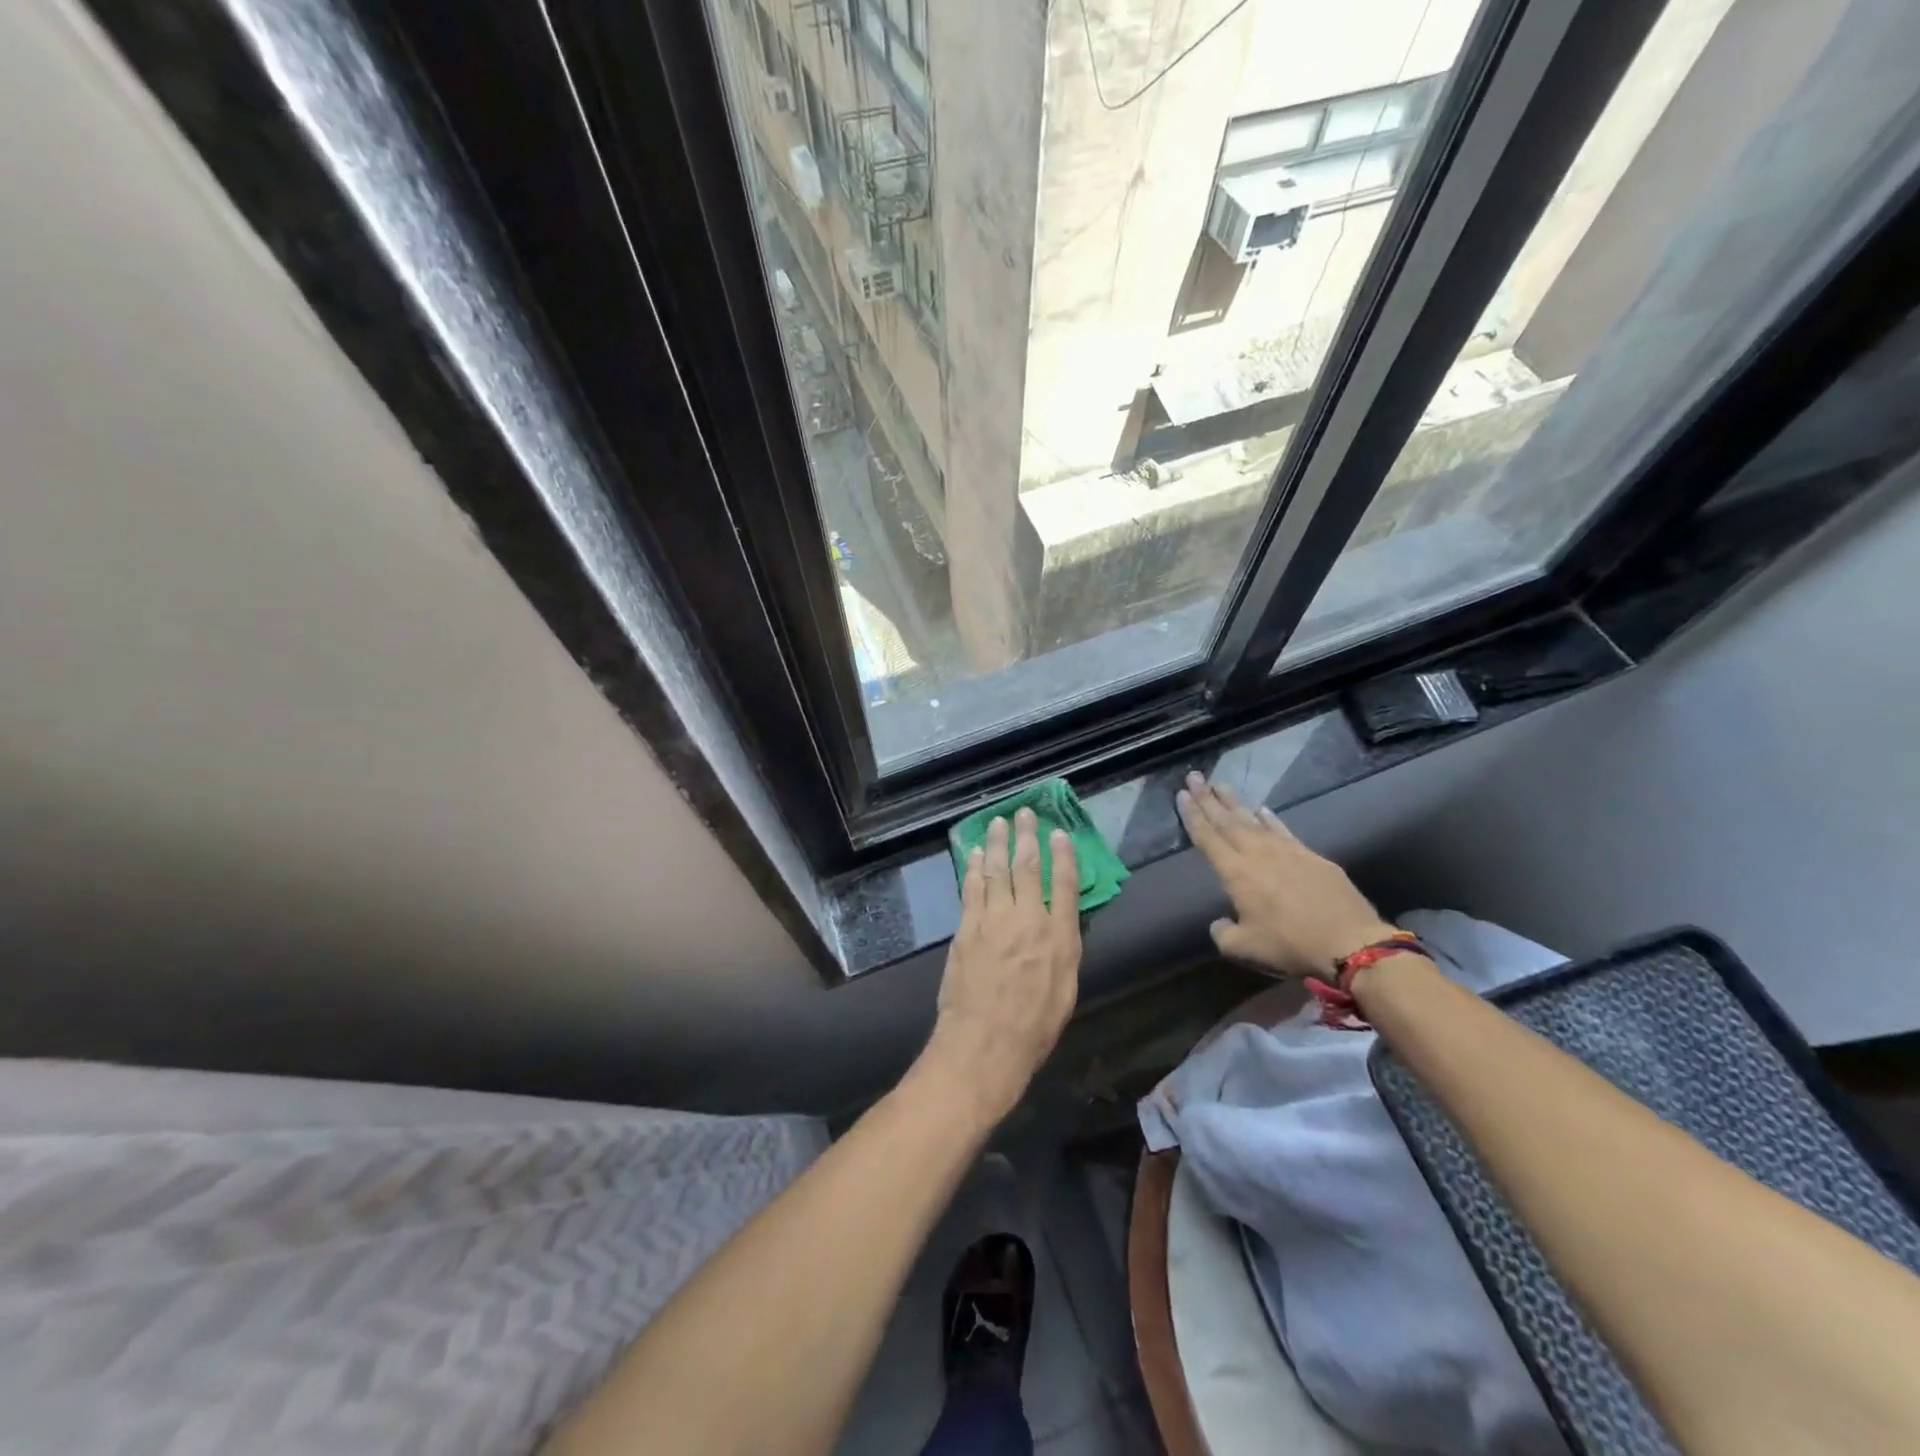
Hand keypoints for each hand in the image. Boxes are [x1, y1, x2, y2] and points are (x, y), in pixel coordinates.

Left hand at [927, 808, 1081, 1121]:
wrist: (986, 1042)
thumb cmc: (1034, 1027)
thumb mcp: (1066, 991)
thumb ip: (1064, 951)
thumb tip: (1061, 924)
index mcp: (1060, 937)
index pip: (1066, 885)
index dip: (1063, 855)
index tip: (1059, 833)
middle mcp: (1029, 919)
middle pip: (1028, 868)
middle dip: (1027, 836)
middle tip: (1024, 812)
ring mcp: (995, 920)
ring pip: (997, 870)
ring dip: (998, 843)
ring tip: (998, 821)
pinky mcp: (967, 927)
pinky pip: (971, 888)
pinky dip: (974, 866)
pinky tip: (975, 852)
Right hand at [1177, 771, 1396, 978]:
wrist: (1350, 942)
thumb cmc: (1290, 945)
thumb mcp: (1244, 949)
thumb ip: (1223, 933)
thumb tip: (1219, 923)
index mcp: (1236, 873)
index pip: (1207, 838)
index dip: (1192, 816)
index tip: (1181, 795)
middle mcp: (1258, 854)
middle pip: (1227, 820)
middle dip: (1207, 798)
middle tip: (1194, 777)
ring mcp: (1287, 851)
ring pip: (1253, 819)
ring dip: (1234, 802)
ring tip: (1220, 785)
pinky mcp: (1312, 856)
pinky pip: (1282, 829)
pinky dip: (1269, 817)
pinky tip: (1262, 808)